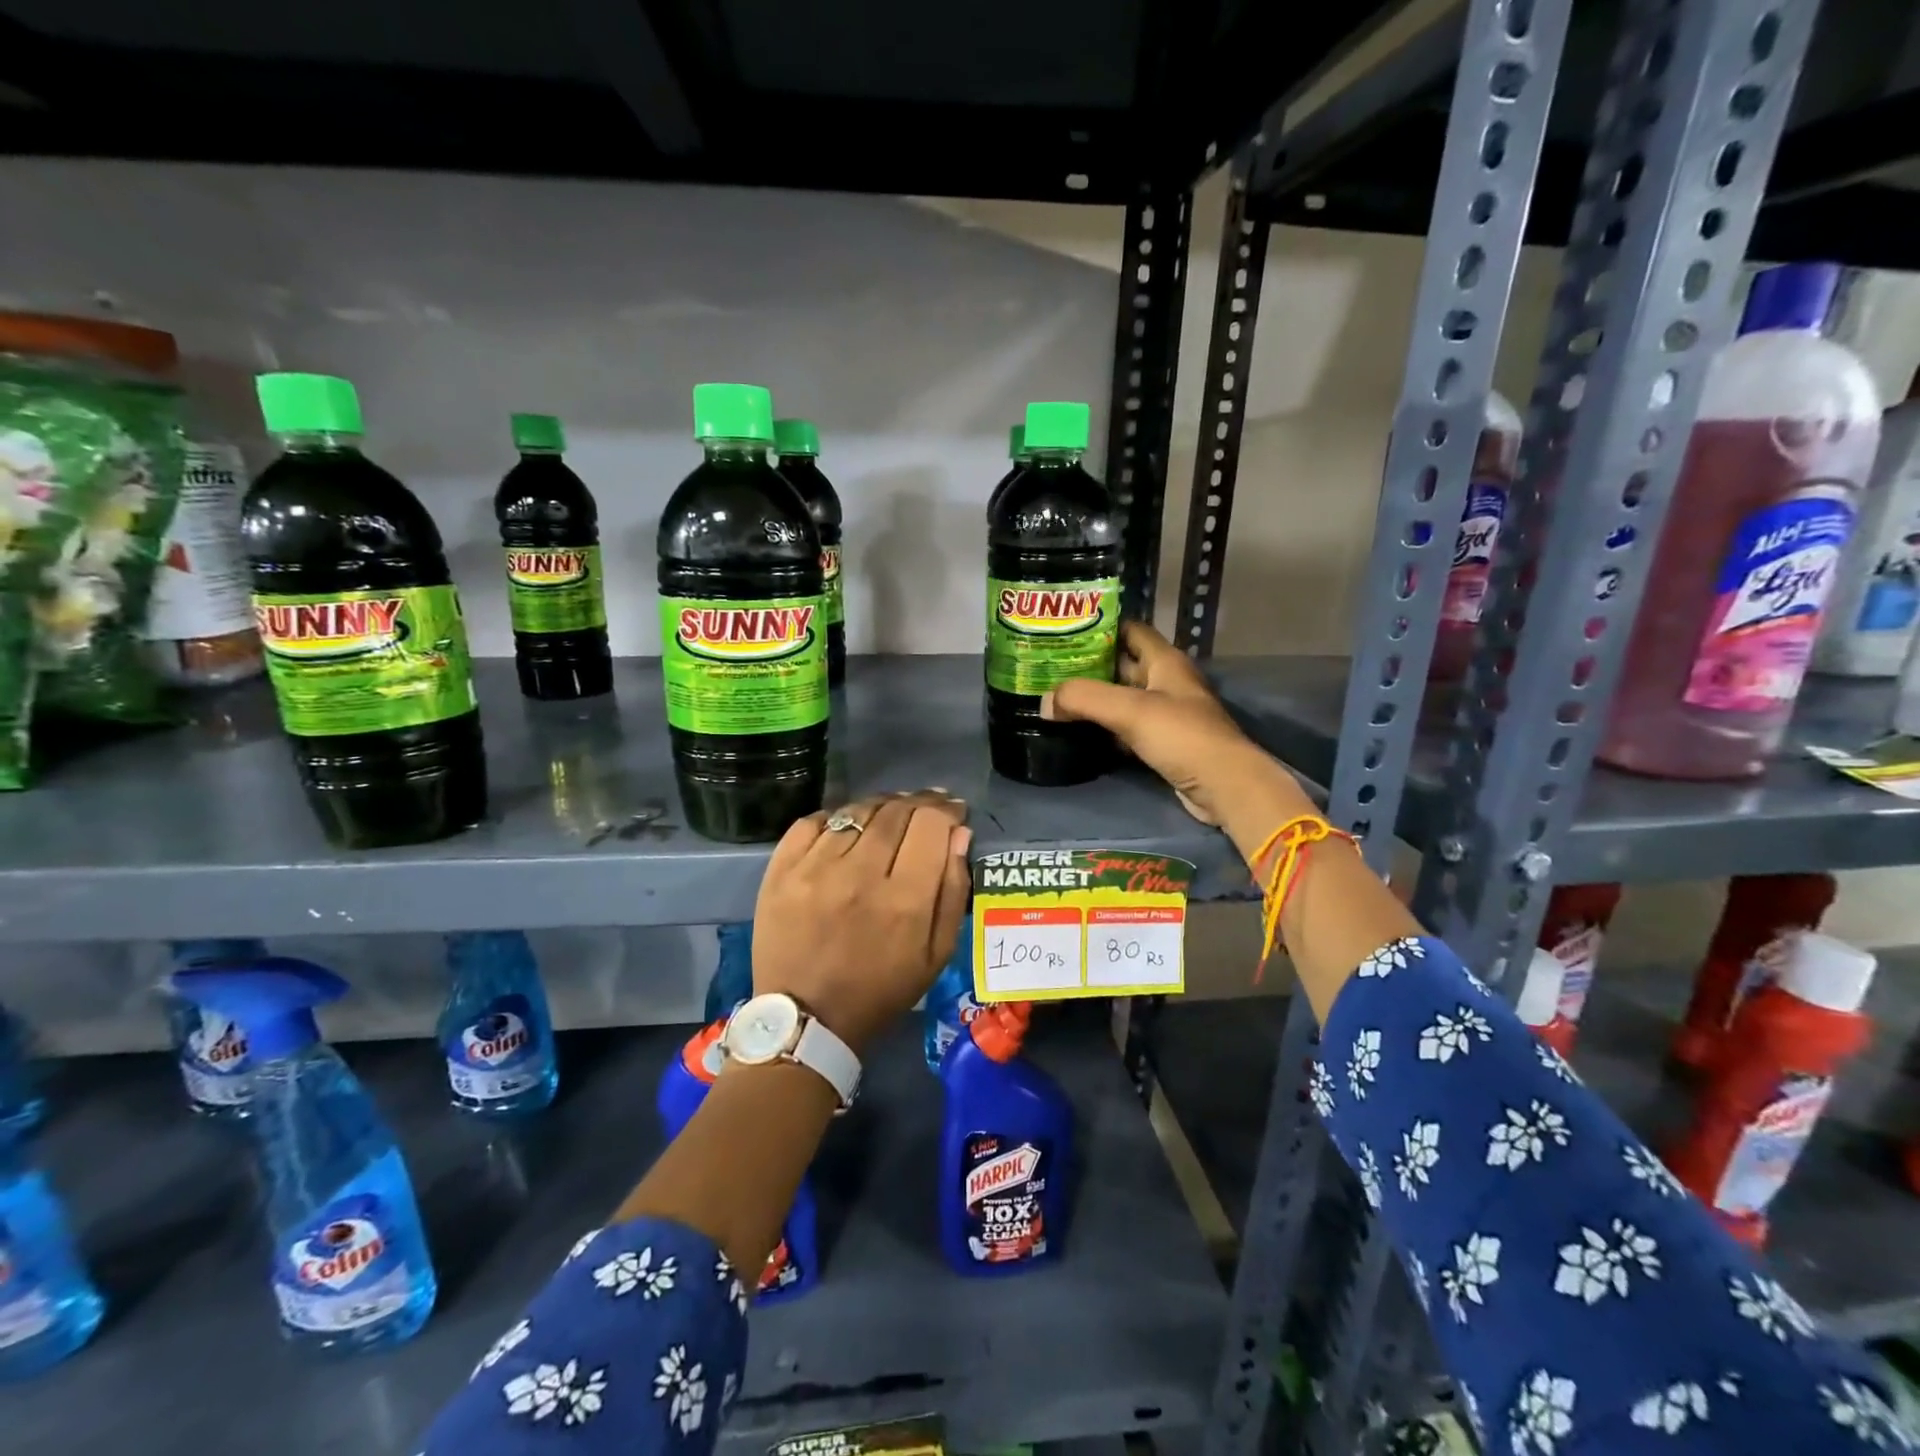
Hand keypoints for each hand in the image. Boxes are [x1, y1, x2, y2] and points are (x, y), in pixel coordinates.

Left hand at [752, 790, 971, 1053]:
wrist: (807, 1020)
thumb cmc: (881, 991)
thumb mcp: (936, 955)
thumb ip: (953, 891)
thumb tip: (959, 834)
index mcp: (903, 900)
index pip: (931, 824)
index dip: (948, 810)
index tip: (954, 812)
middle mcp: (859, 874)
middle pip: (896, 810)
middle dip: (919, 802)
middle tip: (926, 808)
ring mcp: (814, 869)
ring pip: (857, 811)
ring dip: (881, 806)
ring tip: (889, 816)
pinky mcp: (781, 871)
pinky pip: (814, 821)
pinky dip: (836, 817)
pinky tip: (847, 828)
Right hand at [1042, 622, 1315, 847]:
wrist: (1223, 786)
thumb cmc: (1181, 735)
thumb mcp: (1130, 710)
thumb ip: (1084, 698)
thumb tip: (1044, 702)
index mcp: (1165, 661)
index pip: (1130, 630)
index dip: (1100, 627)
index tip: (1064, 632)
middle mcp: (1166, 682)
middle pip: (1122, 665)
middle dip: (1088, 665)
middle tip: (1049, 668)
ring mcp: (1166, 715)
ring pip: (1122, 699)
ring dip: (1094, 699)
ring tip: (1055, 698)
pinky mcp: (1162, 744)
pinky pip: (1127, 728)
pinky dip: (1104, 728)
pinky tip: (1078, 732)